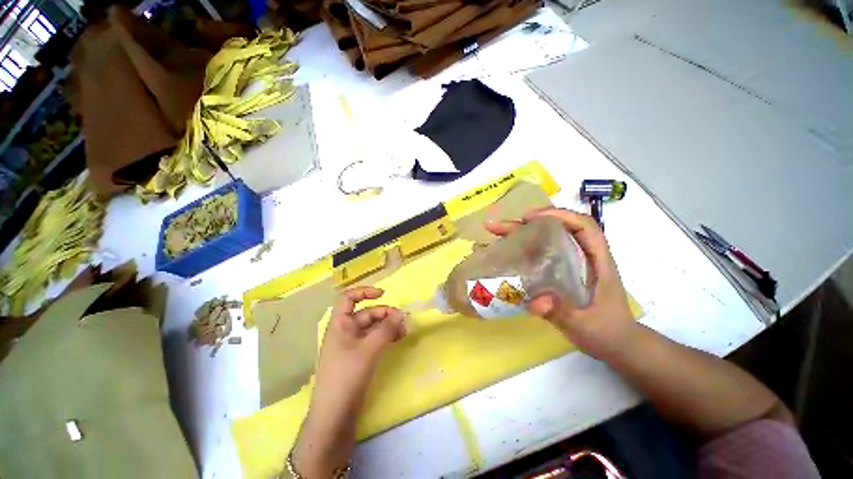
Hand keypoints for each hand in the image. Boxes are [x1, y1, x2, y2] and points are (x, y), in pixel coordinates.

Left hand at [293, 286, 405, 477]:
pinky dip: (385, 337)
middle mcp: (345, 331)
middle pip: (366, 313)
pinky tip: (396, 340)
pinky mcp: (358, 357)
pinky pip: (373, 340)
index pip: (348, 298)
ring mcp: (351, 345)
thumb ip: (386, 329)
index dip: (364, 292)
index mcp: (340, 324)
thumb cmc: (347, 376)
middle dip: (385, 314)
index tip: (384, 293)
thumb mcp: (369, 349)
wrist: (334, 416)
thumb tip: (400, 315)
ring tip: (403, 332)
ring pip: (372, 327)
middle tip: (403, 322)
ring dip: (388, 326)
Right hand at [486, 208, 635, 357]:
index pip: (582, 225)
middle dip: (526, 224)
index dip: (558, 215)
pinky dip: (521, 248)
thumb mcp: (584, 324)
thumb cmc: (607, 330)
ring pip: (544, 239)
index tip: (529, 218)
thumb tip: (536, 301)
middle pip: (555, 229)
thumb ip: (562, 312)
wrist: (616, 343)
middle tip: (498, 227)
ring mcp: (569, 263)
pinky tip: (505, 253)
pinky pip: (538, 253)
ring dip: (520, 233)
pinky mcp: (559, 272)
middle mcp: (582, 255)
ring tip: (495, 233)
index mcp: (597, 260)